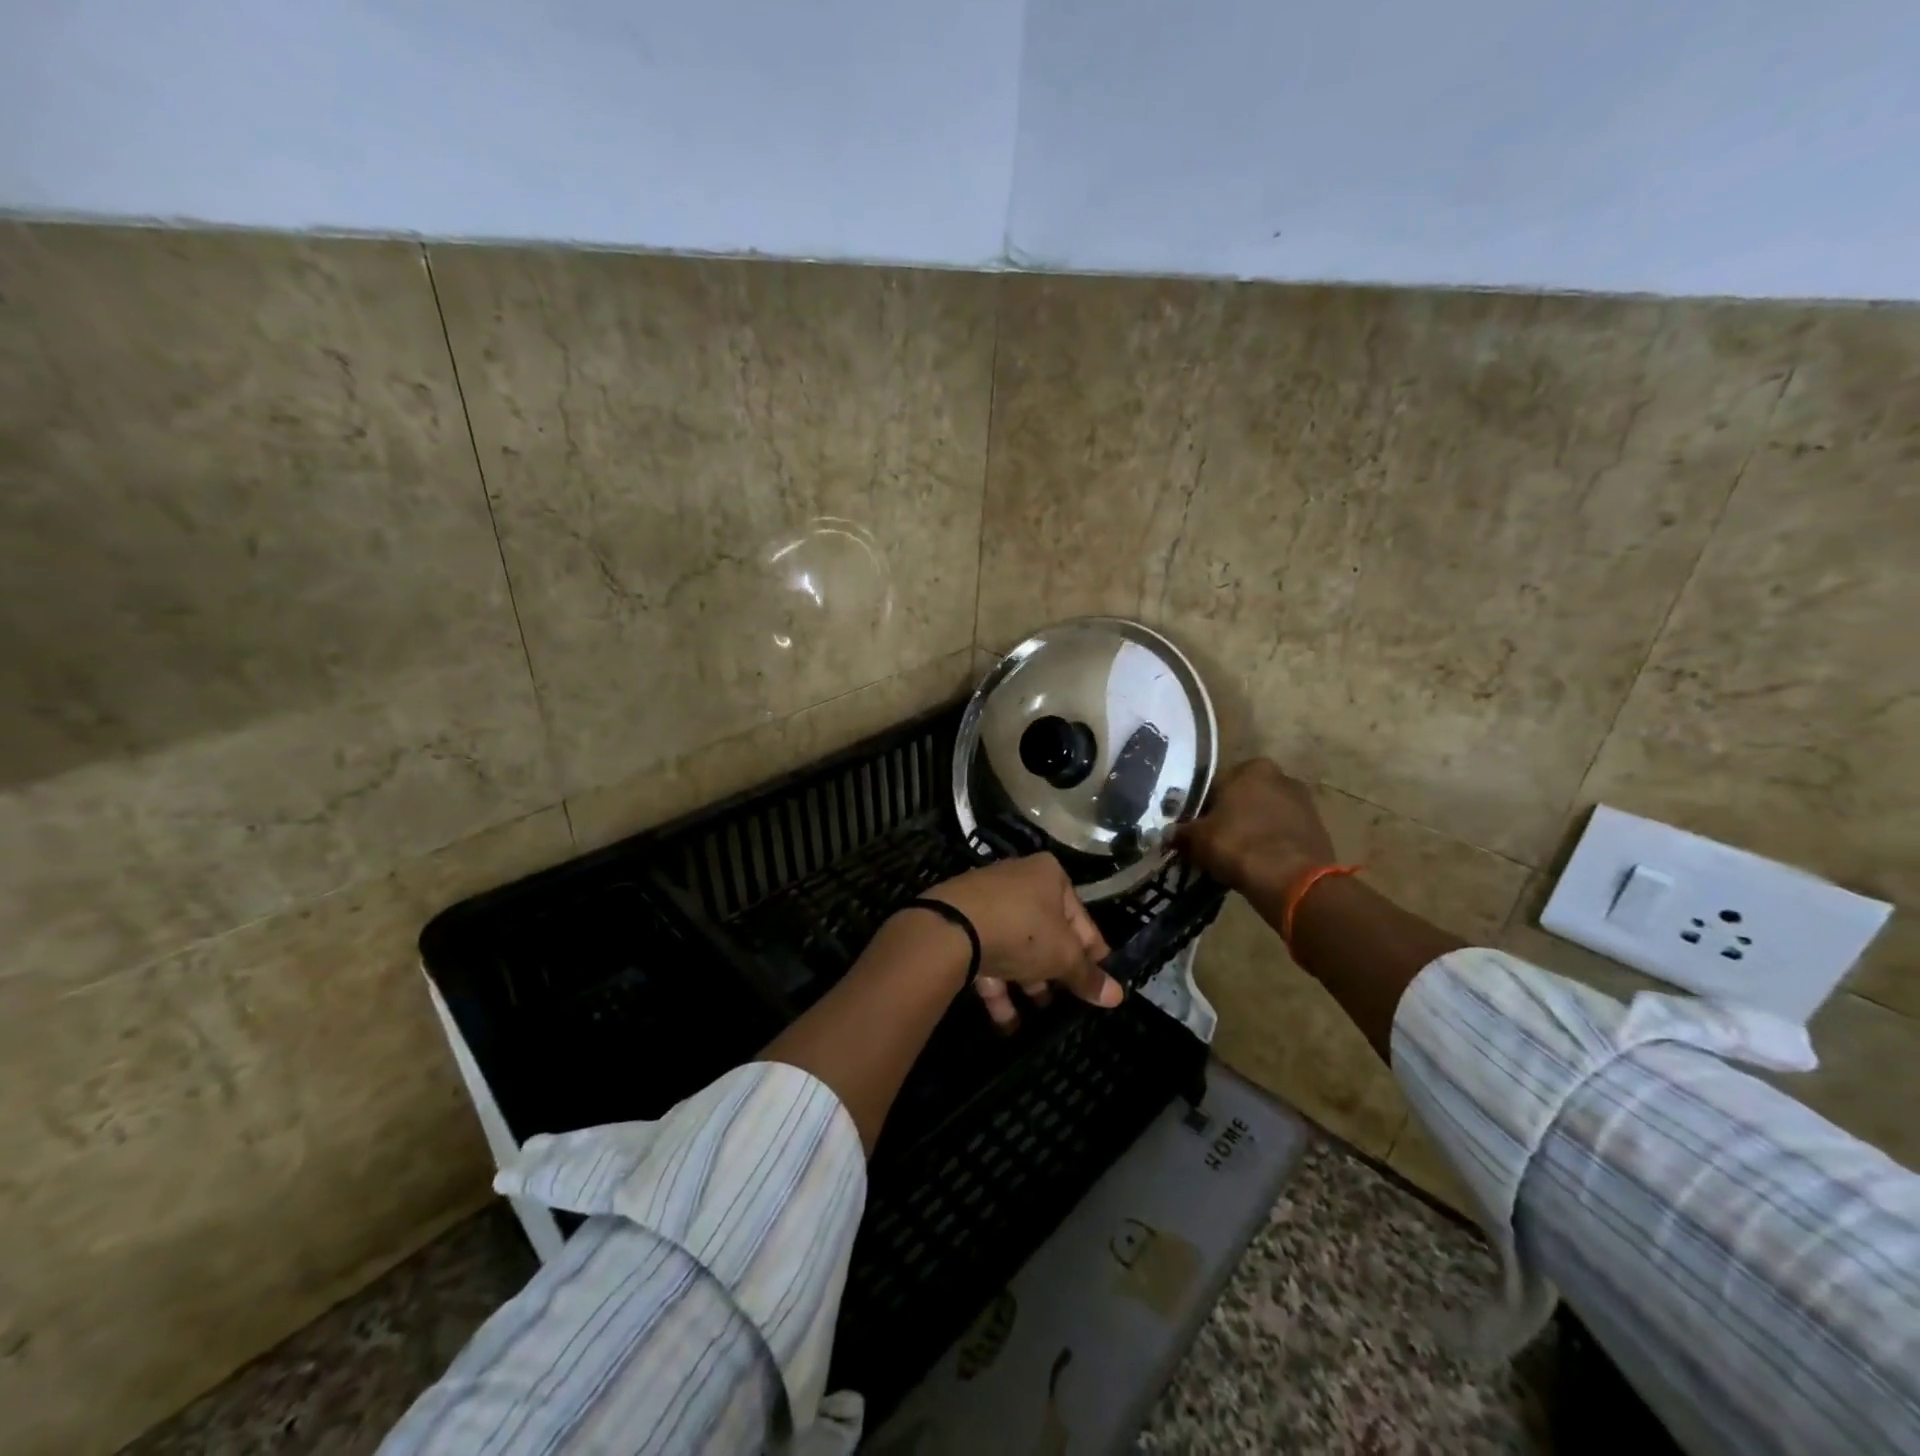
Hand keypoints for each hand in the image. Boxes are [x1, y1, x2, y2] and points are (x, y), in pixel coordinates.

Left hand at [920, 854, 1121, 1031]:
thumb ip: (1087, 976)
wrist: (952, 927)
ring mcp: (986, 900)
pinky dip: (998, 986)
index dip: (1093, 952)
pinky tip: (1006, 1021)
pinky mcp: (961, 922)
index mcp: (1049, 874)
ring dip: (1027, 981)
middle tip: (1067, 999)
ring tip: (1038, 1012)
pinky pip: (988, 955)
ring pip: (1015, 944)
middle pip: (1046, 930)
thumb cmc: (1022, 930)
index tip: (1100, 980)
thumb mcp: (1063, 956)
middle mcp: (1018, 879)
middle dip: (1055, 968)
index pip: (1081, 917)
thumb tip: (1117, 996)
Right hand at [1174, 759, 1335, 894]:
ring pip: (1265, 815)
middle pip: (1244, 797)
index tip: (1195, 828)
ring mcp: (1304, 803)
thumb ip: (1182, 832)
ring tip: (1236, 856)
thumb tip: (1169, 834)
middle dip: (1231, 816)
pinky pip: (1283, 834)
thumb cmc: (1239, 845)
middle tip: (1214, 841)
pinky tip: (1258, 864)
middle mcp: (1281, 777)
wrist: (1293, 881)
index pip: (1217, 783)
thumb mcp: (1197, 839)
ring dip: (1252, 830)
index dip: (1203, 807)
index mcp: (1251, 768)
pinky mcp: (1318, 830)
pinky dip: (1271, 844)